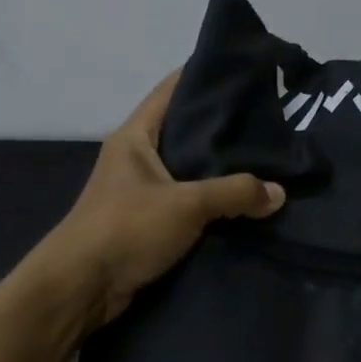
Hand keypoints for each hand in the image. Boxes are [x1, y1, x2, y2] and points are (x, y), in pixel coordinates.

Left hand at [36, 71, 285, 327]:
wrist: (82, 287)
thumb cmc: (126, 228)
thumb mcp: (185, 204)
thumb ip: (234, 193)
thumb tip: (278, 193)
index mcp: (135, 136)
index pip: (171, 91)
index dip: (203, 78)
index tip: (243, 73)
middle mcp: (136, 158)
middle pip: (184, 132)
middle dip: (221, 129)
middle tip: (267, 123)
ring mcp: (140, 192)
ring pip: (188, 171)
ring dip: (219, 171)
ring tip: (265, 162)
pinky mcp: (147, 224)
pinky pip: (186, 204)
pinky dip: (212, 204)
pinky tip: (243, 205)